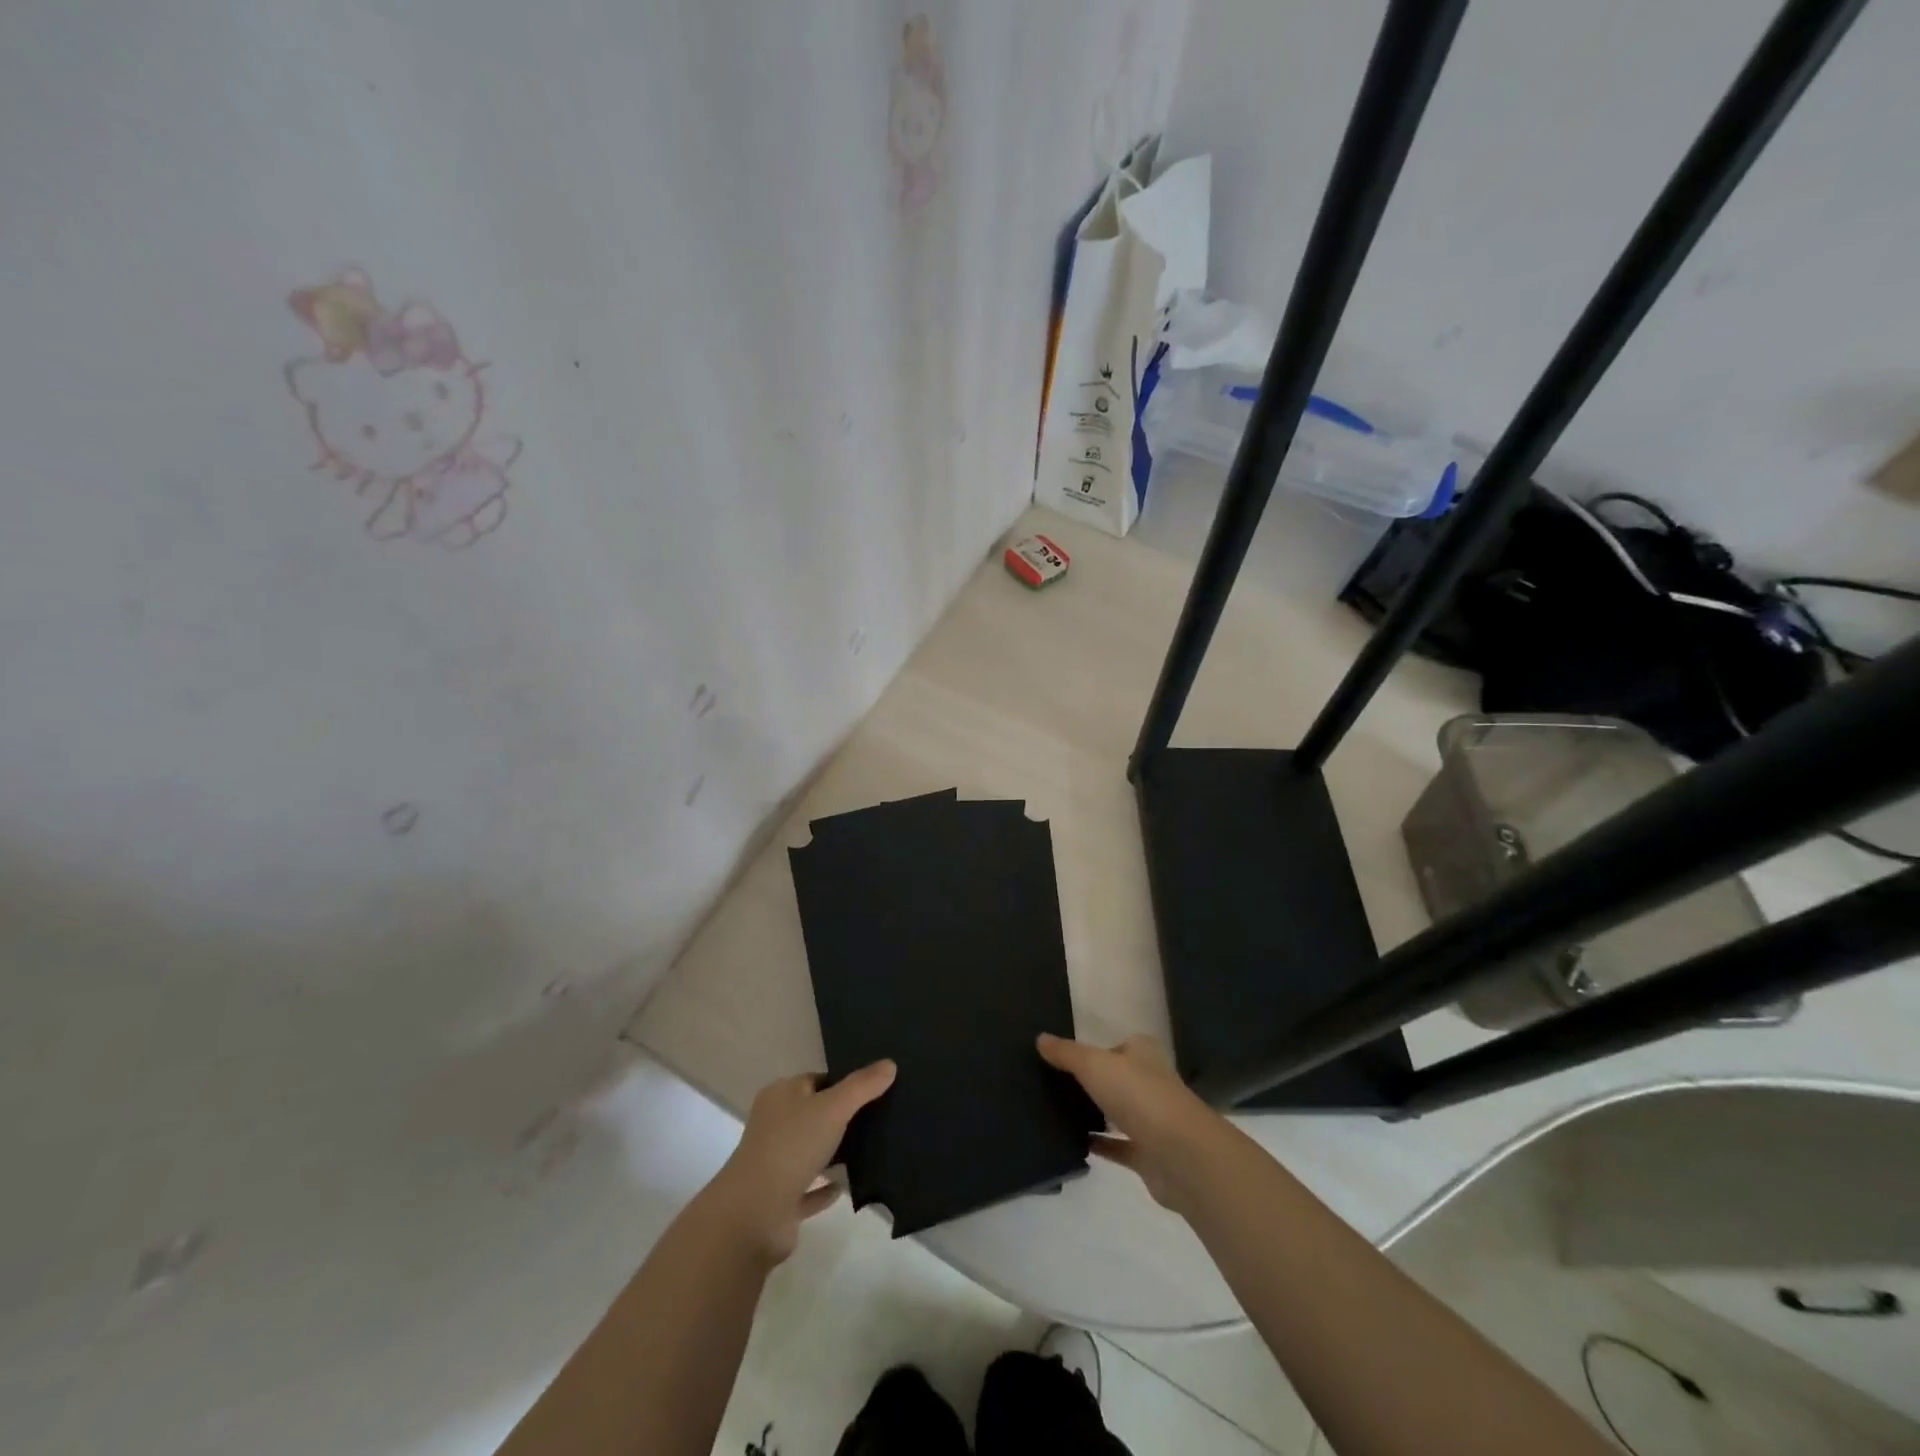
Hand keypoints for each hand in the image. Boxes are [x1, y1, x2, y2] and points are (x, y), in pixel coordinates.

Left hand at [705, 1061, 895, 1262]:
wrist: (755, 1214)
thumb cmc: (791, 1146)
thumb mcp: (833, 1107)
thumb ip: (862, 1086)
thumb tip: (890, 1064)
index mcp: (780, 1096)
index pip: (815, 1080)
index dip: (842, 1082)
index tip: (873, 1088)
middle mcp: (774, 1125)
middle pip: (813, 1114)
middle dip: (841, 1116)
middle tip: (880, 1117)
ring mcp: (775, 1164)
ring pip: (811, 1151)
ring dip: (835, 1152)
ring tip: (873, 1148)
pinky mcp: (781, 1200)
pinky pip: (809, 1189)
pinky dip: (826, 1187)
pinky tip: (848, 1185)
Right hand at [1038, 1033, 1231, 1211]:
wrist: (1181, 1156)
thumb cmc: (1139, 1095)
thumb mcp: (1094, 1064)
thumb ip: (1067, 1053)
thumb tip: (1040, 1038)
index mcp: (1142, 1054)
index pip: (1114, 1047)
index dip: (1091, 1052)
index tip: (1060, 1060)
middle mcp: (1150, 1082)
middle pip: (1115, 1079)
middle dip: (1090, 1083)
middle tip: (1051, 1087)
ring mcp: (1151, 1120)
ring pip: (1116, 1112)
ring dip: (1095, 1114)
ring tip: (1055, 1113)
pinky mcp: (1148, 1154)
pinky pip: (1117, 1146)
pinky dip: (1099, 1145)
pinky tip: (1073, 1143)